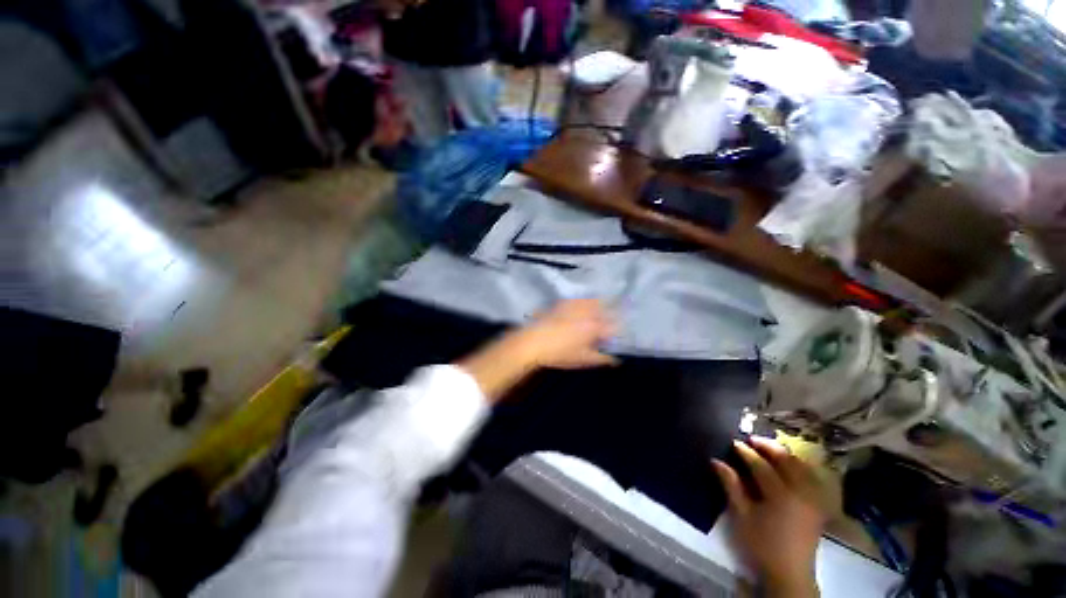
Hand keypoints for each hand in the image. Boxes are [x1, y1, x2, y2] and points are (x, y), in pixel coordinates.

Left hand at [512, 299, 617, 368]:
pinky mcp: (563, 303)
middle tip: (612, 320)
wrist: (533, 342)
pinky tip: (583, 306)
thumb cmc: (560, 353)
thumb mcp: (583, 359)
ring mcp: (575, 305)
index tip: (618, 334)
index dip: (618, 329)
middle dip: (611, 312)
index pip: (614, 325)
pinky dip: (585, 301)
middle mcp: (588, 313)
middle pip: (606, 308)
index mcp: (595, 327)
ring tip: (601, 309)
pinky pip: (579, 299)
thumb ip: (602, 359)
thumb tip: (616, 360)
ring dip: (600, 304)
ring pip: (593, 300)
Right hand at [712, 437, 826, 597]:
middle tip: (752, 439)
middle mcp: (800, 492)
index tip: (733, 442)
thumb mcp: (741, 516)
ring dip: (785, 454)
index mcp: (780, 495)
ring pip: (802, 466)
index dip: (745, 452)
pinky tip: (791, 464)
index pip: (760, 465)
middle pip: (786, 460)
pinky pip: (812, 477)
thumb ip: (731, 486)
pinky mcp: (818, 504)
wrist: (789, 572)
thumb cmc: (761, 544)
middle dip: (768, 446)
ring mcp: (813, 498)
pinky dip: (801, 466)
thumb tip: (716, 461)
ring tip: (769, 448)